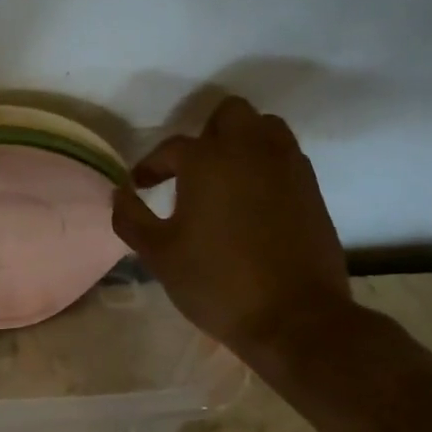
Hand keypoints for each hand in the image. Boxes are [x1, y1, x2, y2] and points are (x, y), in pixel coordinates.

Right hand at [111, 97, 352, 370]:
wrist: (294, 318)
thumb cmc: (217, 283)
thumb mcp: (159, 254)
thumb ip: (130, 218)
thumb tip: (120, 194)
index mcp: (208, 161)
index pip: (172, 147)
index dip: (151, 165)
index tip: (140, 185)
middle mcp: (251, 151)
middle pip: (230, 114)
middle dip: (206, 134)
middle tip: (191, 169)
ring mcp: (288, 167)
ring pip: (266, 128)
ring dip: (242, 141)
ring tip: (225, 177)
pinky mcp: (312, 189)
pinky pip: (286, 156)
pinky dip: (266, 164)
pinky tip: (253, 198)